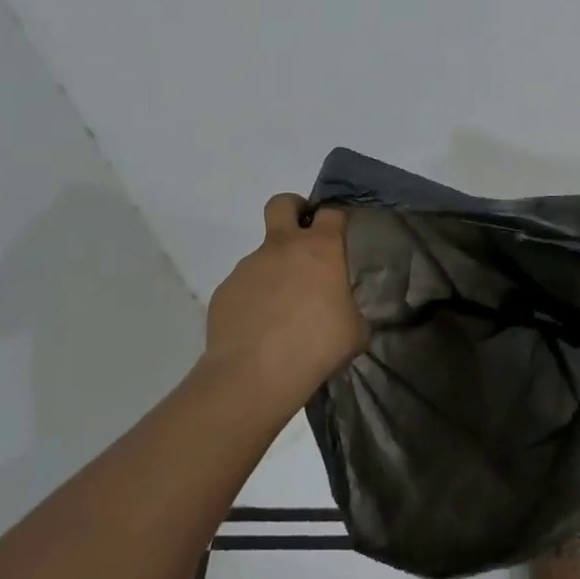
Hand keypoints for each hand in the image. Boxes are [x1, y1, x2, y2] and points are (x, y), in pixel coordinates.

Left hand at [203, 194, 365, 413]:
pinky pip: (244, 286)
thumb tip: (346, 312)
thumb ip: (352, 310)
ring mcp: (248, 266)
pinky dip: (253, 299)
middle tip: (304, 237)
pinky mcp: (224, 290)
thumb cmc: (316, 346)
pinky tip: (260, 330)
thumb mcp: (354, 331)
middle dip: (294, 210)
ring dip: (274, 271)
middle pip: (283, 203)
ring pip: (263, 254)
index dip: (336, 218)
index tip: (340, 233)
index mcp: (320, 248)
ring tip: (282, 312)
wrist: (254, 375)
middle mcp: (282, 247)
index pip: (331, 212)